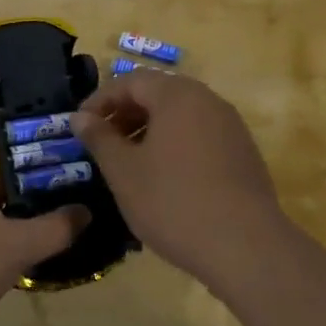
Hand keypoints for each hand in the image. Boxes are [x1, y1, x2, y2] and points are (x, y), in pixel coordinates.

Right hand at [71, 70, 290, 286]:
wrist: (245, 245)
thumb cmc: (174, 202)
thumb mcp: (124, 172)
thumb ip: (99, 138)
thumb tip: (80, 117)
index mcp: (178, 95)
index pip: (130, 80)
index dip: (100, 100)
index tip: (80, 126)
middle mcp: (208, 100)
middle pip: (159, 93)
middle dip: (125, 113)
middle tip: (102, 143)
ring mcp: (231, 126)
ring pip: (181, 115)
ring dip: (149, 129)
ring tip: (129, 162)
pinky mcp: (243, 152)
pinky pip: (200, 135)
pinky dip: (175, 144)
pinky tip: (164, 177)